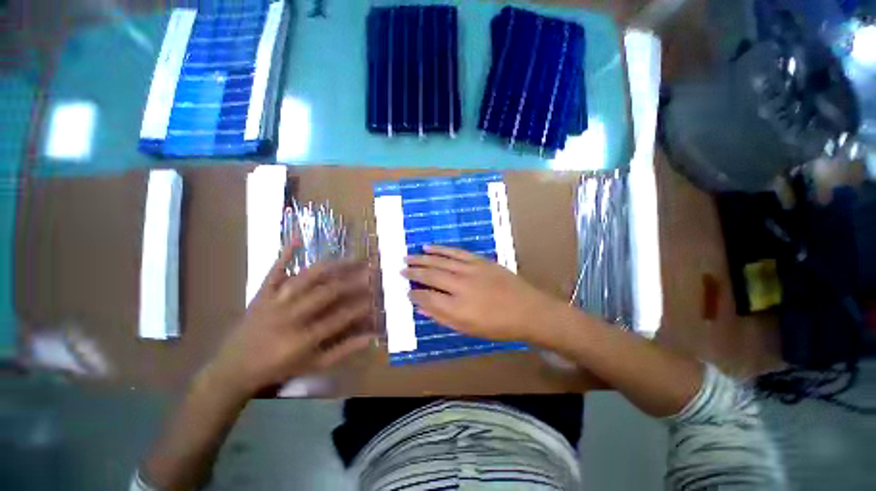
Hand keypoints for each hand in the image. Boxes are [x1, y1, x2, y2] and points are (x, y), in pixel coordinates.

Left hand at [207, 246, 374, 396]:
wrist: (233, 368)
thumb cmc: (278, 368)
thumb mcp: (313, 365)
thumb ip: (343, 350)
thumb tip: (370, 337)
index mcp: (303, 339)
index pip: (340, 317)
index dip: (361, 306)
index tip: (376, 297)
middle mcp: (290, 316)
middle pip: (327, 292)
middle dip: (352, 281)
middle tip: (370, 272)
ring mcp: (274, 301)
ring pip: (307, 278)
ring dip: (332, 266)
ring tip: (352, 259)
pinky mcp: (262, 293)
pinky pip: (274, 270)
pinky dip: (285, 254)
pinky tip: (298, 237)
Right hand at [403, 245, 566, 343]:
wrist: (528, 310)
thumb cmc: (497, 325)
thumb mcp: (468, 329)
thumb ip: (442, 317)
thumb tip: (422, 308)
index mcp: (457, 307)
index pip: (427, 298)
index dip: (414, 295)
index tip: (406, 292)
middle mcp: (460, 286)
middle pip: (430, 276)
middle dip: (413, 272)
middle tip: (400, 270)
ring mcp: (470, 270)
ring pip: (440, 261)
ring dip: (422, 258)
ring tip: (408, 257)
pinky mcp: (479, 260)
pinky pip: (455, 252)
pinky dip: (440, 249)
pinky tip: (429, 247)